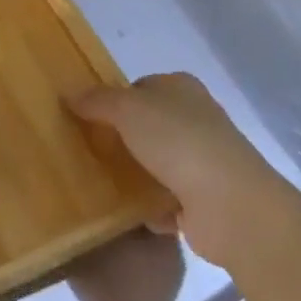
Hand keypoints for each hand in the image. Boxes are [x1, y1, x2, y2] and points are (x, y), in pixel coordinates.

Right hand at [70, 72, 300, 267]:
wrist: (231, 205)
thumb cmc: (178, 141)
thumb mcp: (127, 109)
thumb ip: (97, 100)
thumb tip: (69, 94)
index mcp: (181, 88)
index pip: (140, 87)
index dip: (114, 100)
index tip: (89, 118)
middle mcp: (196, 119)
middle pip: (148, 125)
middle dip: (122, 139)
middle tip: (88, 150)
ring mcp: (203, 161)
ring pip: (157, 162)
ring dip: (135, 174)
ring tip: (99, 183)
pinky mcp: (205, 200)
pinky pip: (167, 199)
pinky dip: (150, 207)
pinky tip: (128, 213)